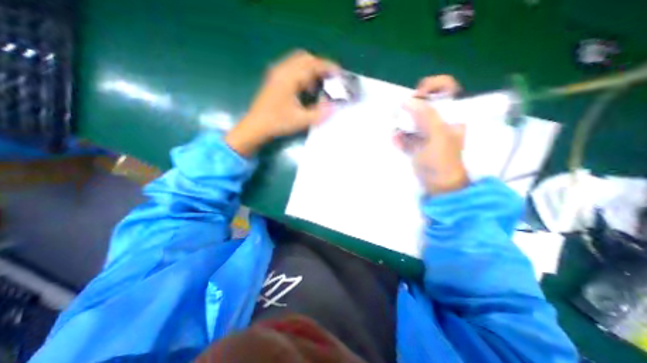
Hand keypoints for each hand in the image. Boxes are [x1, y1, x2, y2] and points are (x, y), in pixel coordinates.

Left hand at [226, 50, 339, 156]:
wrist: (256, 126)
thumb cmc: (277, 122)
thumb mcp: (301, 120)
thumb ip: (320, 113)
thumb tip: (334, 106)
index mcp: (289, 77)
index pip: (312, 64)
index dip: (328, 67)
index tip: (340, 75)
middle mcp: (282, 70)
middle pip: (305, 58)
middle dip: (320, 66)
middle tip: (330, 80)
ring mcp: (277, 73)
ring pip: (298, 63)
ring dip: (311, 71)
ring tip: (319, 86)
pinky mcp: (275, 80)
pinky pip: (292, 70)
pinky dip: (303, 75)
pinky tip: (306, 90)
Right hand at [397, 76, 467, 194]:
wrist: (438, 184)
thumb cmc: (443, 161)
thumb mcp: (438, 136)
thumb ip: (426, 116)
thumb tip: (407, 101)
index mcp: (452, 115)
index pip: (447, 89)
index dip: (433, 86)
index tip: (419, 93)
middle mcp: (439, 121)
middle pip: (424, 104)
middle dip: (410, 106)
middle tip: (400, 112)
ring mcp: (425, 133)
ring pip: (411, 120)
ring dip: (401, 122)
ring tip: (395, 128)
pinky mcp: (415, 144)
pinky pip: (404, 135)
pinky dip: (399, 136)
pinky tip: (396, 140)